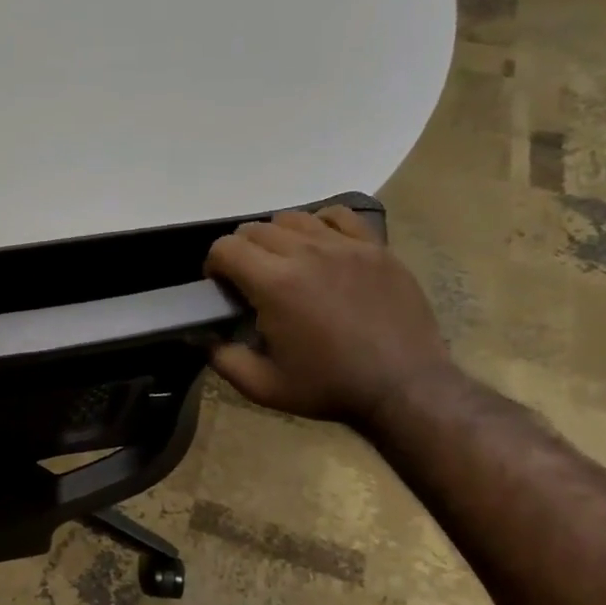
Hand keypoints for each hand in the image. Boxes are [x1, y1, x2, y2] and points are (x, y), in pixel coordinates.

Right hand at [204, 205, 449, 425]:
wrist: (404, 387)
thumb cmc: (329, 388)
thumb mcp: (262, 386)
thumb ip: (222, 358)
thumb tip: (201, 336)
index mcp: (274, 284)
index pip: (226, 248)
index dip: (214, 265)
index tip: (221, 287)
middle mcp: (306, 253)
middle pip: (256, 229)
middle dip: (242, 251)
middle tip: (250, 281)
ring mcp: (345, 246)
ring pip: (293, 218)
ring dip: (277, 237)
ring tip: (285, 264)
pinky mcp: (375, 247)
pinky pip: (338, 216)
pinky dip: (319, 225)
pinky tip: (320, 249)